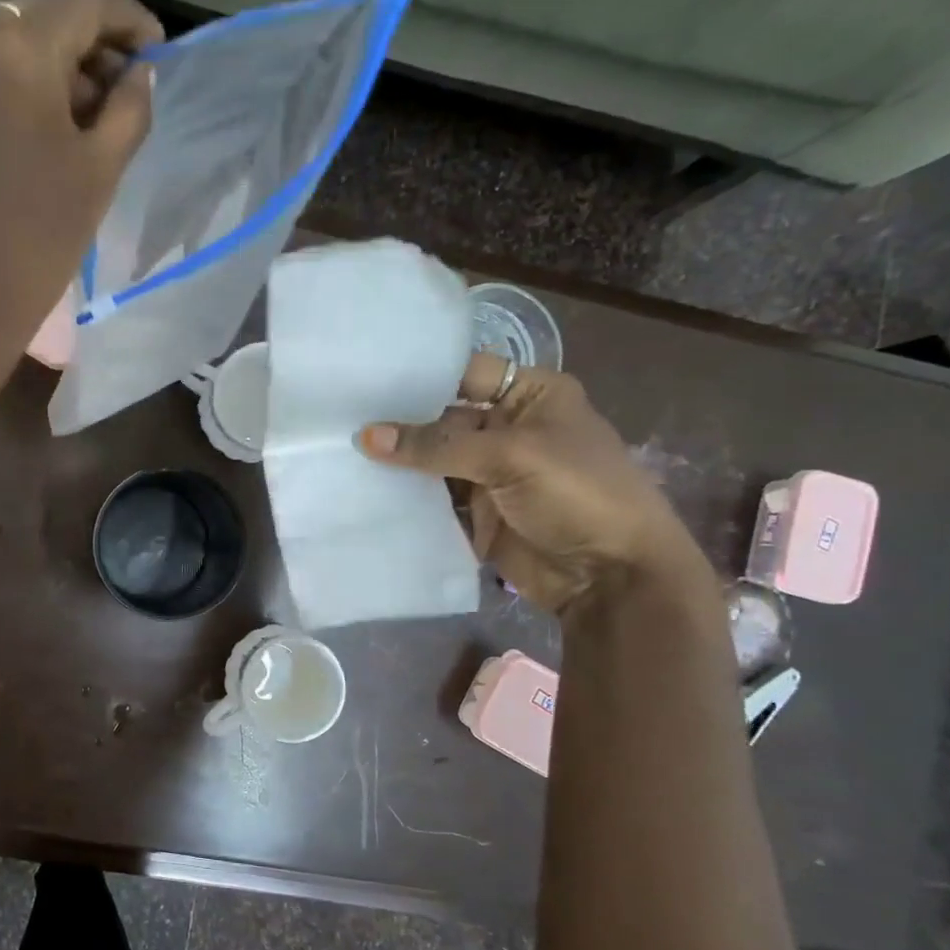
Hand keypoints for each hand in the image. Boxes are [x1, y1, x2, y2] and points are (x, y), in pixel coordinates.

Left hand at [0, 0, 163, 359]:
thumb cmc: (37, 242)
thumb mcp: (99, 174)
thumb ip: (129, 110)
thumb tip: (141, 72)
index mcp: (17, 48)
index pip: (84, 3)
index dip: (129, 20)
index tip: (158, 50)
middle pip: (42, 15)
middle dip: (89, 43)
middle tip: (126, 88)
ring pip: (10, 41)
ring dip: (55, 65)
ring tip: (91, 115)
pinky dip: (20, 84)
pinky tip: (47, 126)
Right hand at [358, 355, 708, 619]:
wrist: (611, 576)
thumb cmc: (578, 495)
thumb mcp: (512, 456)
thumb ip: (438, 446)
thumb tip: (366, 436)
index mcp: (530, 396)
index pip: (463, 372)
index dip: (418, 375)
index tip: (362, 378)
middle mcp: (507, 429)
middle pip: (441, 419)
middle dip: (397, 423)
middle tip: (337, 420)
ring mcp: (490, 474)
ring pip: (432, 462)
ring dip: (396, 464)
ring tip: (339, 454)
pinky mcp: (476, 514)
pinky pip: (433, 500)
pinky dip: (405, 499)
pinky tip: (361, 491)